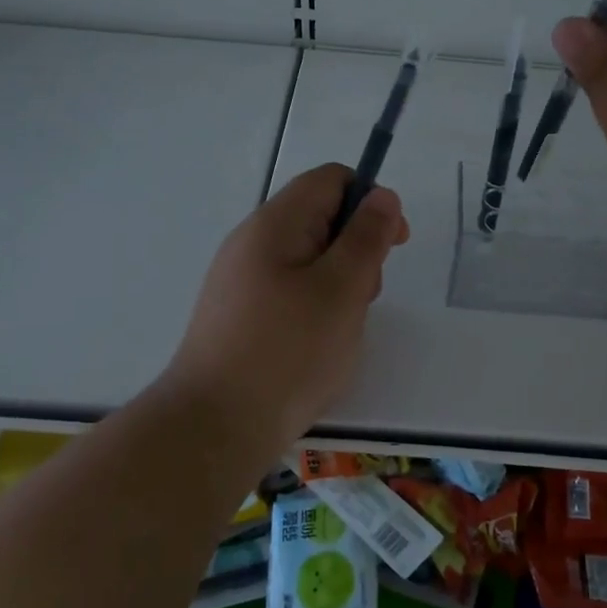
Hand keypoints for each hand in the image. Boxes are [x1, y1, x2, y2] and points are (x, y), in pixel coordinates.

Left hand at [166, 163, 408, 445]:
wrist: (213, 428)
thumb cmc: (287, 351)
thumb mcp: (342, 288)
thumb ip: (367, 237)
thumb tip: (382, 195)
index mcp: (276, 223)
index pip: (331, 180)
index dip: (370, 200)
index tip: (393, 243)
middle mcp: (252, 242)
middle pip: (320, 220)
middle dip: (356, 251)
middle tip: (365, 297)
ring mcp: (240, 280)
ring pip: (308, 261)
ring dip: (339, 285)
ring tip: (341, 331)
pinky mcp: (238, 315)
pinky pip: (289, 294)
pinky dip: (315, 310)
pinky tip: (317, 349)